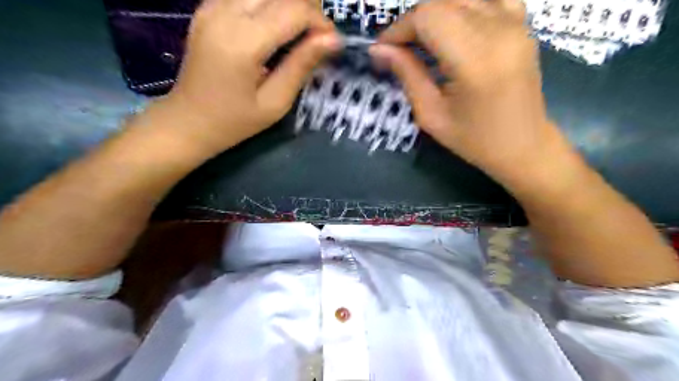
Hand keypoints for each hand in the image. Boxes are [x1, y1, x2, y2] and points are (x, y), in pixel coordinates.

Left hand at [158, 0, 338, 154]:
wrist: (188, 121)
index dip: (320, 22)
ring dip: (289, 6)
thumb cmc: (235, 121)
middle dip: (306, 9)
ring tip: (298, 33)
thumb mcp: (275, 102)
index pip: (294, 9)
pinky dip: (269, 6)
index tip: (331, 44)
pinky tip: (275, 29)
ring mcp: (211, 5)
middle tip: (316, 38)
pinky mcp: (207, 7)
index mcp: (242, 42)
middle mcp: (224, 12)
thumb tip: (332, 39)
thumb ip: (302, 65)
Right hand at [370, 0, 570, 182]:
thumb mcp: (431, 115)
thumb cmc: (474, 140)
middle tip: (399, 50)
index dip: (398, 29)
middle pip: (442, 2)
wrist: (523, 145)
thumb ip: (407, 75)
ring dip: (434, 14)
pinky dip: (463, 7)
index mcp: (475, 59)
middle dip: (412, 22)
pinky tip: (453, 28)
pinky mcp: (522, 23)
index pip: (428, 17)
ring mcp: (516, 22)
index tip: (382, 51)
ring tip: (422, 41)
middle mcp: (499, 29)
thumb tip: (379, 50)